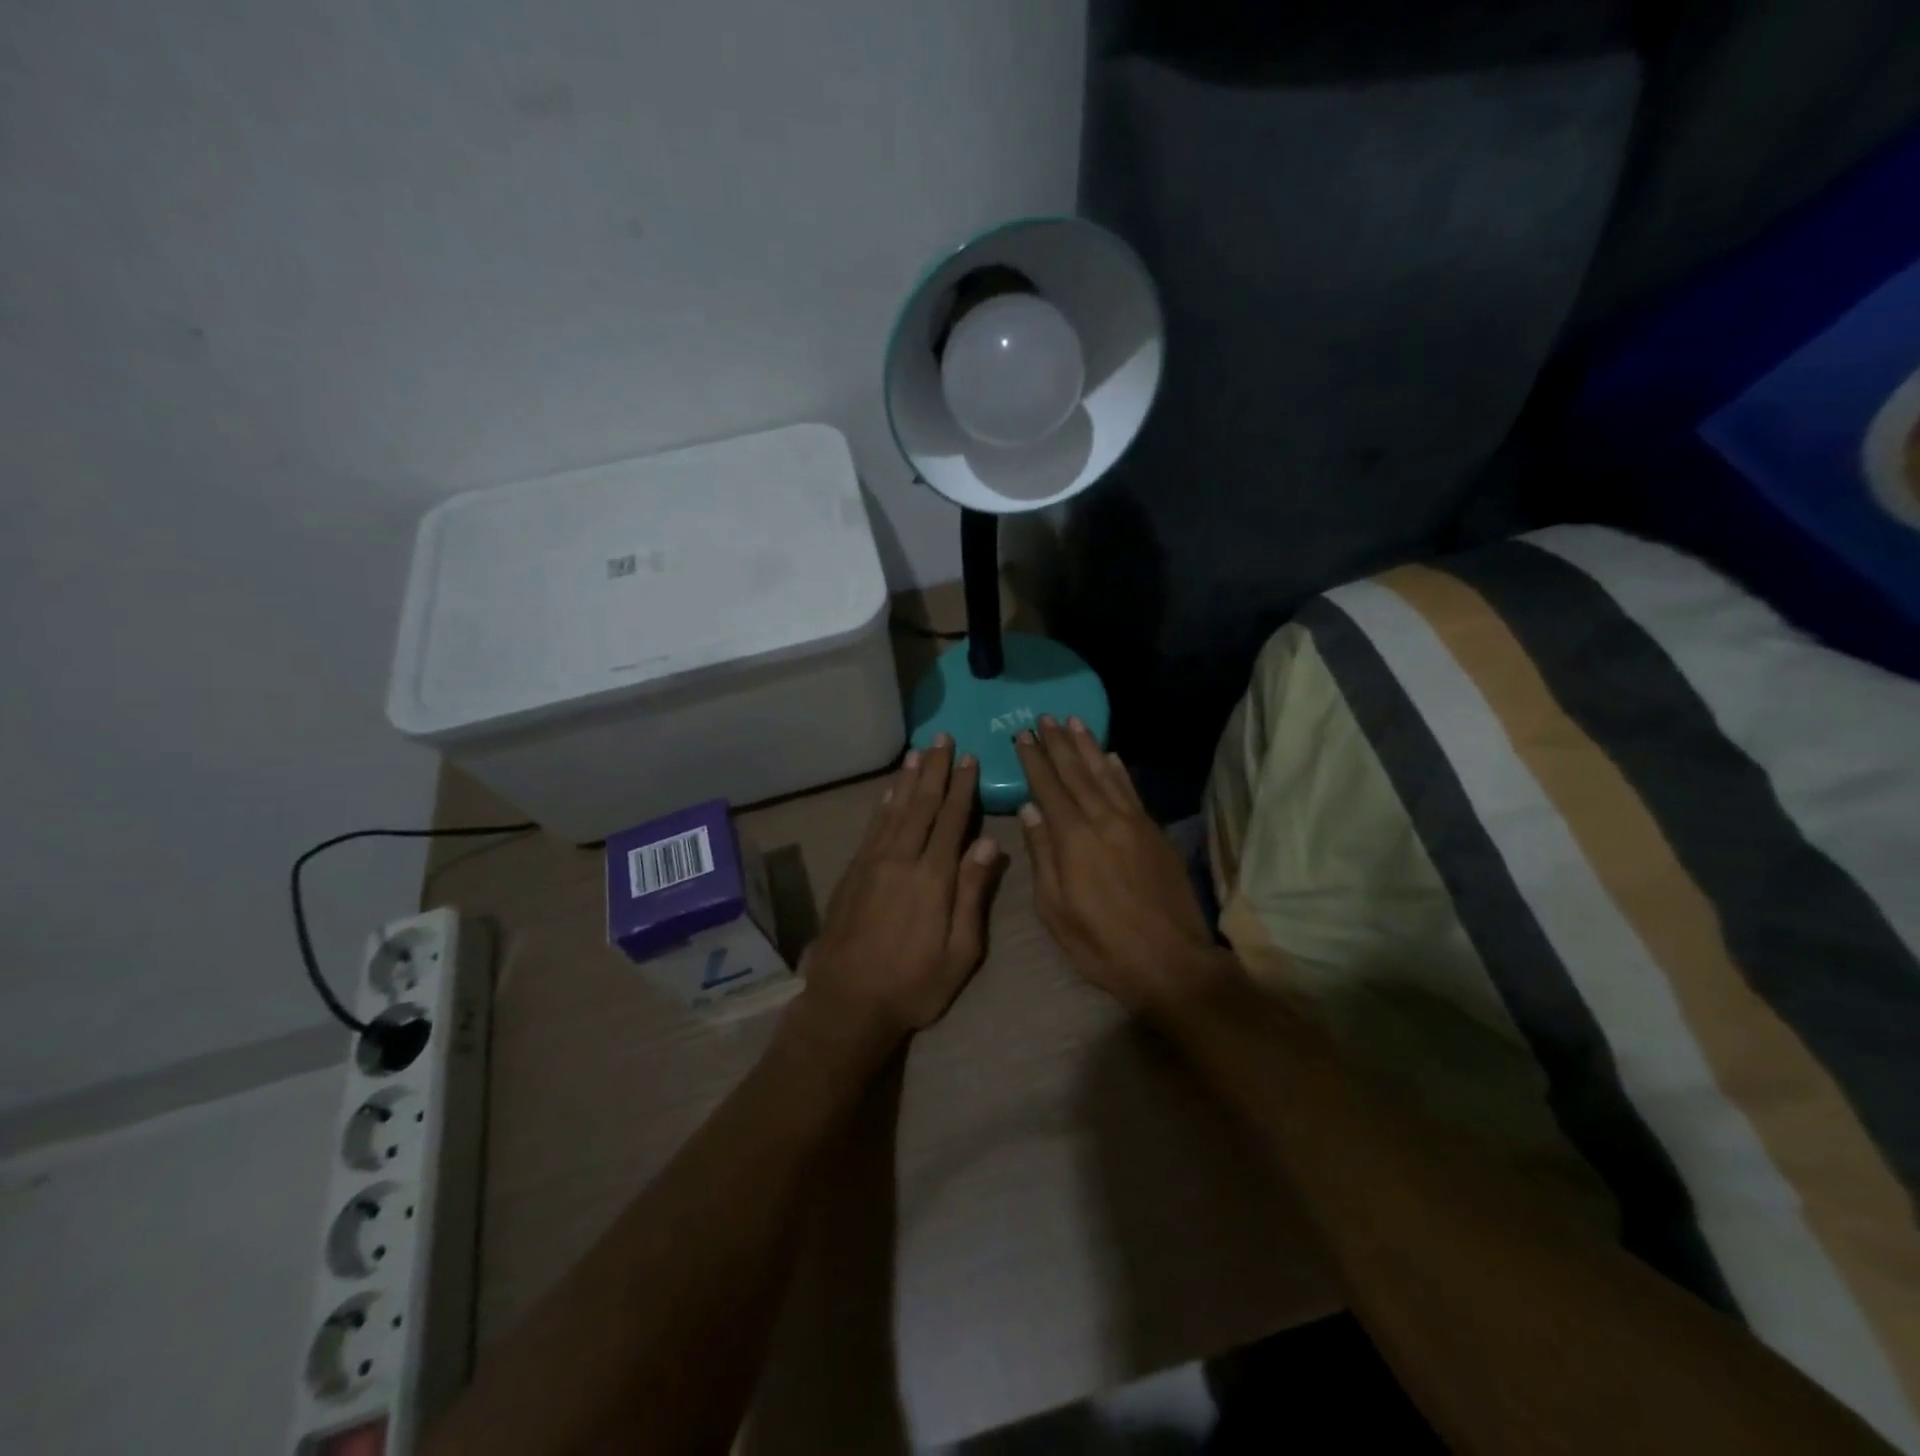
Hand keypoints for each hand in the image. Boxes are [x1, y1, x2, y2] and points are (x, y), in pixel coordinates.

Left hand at [801, 735, 1004, 1049]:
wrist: (847, 1002)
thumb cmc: (914, 985)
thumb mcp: (959, 952)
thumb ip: (973, 895)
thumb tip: (989, 844)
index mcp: (933, 878)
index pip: (952, 820)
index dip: (962, 787)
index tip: (970, 758)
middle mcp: (901, 859)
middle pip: (922, 805)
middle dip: (935, 770)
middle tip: (943, 738)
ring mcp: (872, 864)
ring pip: (894, 810)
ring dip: (908, 779)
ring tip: (918, 752)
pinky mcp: (853, 873)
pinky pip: (872, 828)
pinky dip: (883, 805)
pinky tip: (889, 793)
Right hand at [1015, 717, 1237, 1015]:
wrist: (1171, 962)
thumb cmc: (1102, 945)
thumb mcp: (1056, 910)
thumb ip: (1042, 856)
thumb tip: (1029, 811)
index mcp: (1074, 839)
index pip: (1048, 788)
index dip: (1034, 759)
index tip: (1022, 735)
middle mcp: (1104, 820)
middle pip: (1077, 772)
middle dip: (1058, 743)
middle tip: (1044, 717)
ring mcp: (1134, 824)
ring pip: (1106, 774)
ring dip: (1088, 746)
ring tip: (1074, 721)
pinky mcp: (1155, 833)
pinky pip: (1132, 791)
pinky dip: (1119, 770)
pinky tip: (1110, 756)